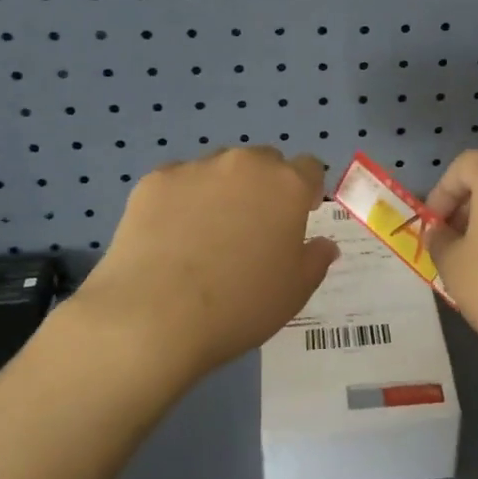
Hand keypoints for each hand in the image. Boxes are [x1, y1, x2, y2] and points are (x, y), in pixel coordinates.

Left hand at [64, 147, 337, 388]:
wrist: (153, 317)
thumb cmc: (239, 306)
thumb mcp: (294, 292)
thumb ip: (315, 260)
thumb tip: (324, 244)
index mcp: (287, 186)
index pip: (310, 168)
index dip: (307, 190)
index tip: (299, 216)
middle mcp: (245, 165)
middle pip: (264, 161)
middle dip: (265, 186)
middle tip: (252, 228)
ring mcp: (196, 169)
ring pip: (219, 169)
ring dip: (223, 189)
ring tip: (206, 234)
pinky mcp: (154, 181)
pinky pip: (178, 182)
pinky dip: (181, 200)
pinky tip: (170, 237)